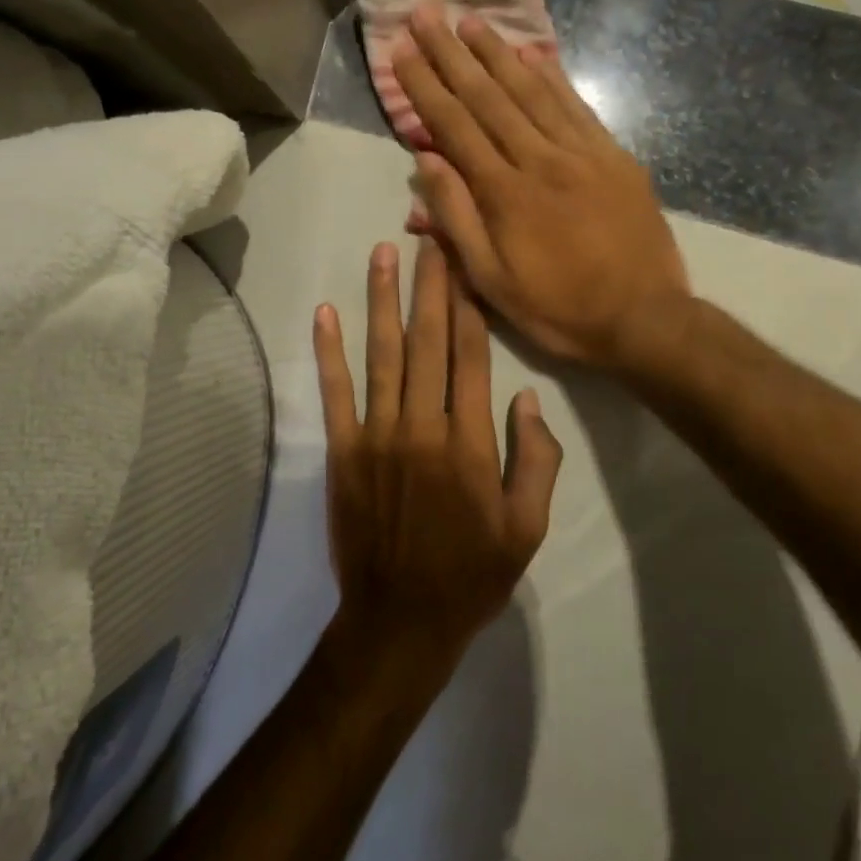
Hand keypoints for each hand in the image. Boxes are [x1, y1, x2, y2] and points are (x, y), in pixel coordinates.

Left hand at [313, 240, 561, 669]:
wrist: (400, 622)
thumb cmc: (471, 575)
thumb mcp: (527, 527)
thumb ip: (535, 459)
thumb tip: (525, 397)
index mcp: (470, 442)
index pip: (471, 356)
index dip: (469, 304)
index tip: (466, 263)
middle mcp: (422, 425)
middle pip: (428, 341)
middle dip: (430, 285)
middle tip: (430, 238)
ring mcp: (377, 435)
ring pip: (382, 354)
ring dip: (382, 300)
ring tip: (383, 253)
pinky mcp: (342, 450)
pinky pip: (335, 392)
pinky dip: (329, 350)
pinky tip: (325, 312)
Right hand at [392, 6, 690, 370]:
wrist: (645, 319)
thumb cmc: (558, 308)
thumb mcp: (491, 281)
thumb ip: (456, 219)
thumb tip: (425, 161)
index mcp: (505, 193)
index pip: (454, 126)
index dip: (424, 85)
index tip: (401, 51)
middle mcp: (540, 159)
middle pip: (487, 96)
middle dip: (451, 53)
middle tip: (426, 14)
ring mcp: (581, 152)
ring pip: (531, 91)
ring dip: (496, 53)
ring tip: (469, 21)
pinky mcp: (613, 155)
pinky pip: (576, 105)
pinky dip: (551, 76)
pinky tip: (531, 52)